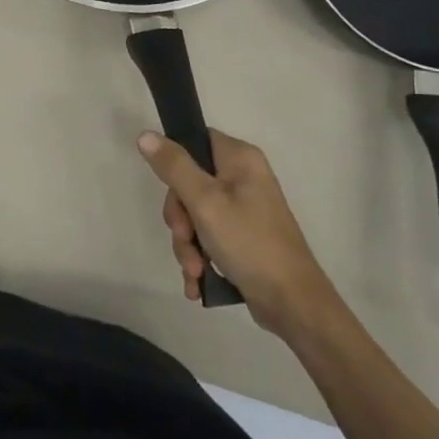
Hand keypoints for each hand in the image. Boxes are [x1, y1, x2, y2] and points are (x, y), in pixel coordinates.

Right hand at [138, 128, 338, 337]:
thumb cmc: (249, 243)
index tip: (173, 193)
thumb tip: (145, 135)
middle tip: (185, 238)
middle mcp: (243, 177)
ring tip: (194, 270)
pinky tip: (197, 280)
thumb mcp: (204, 202)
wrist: (292, 304)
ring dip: (187, 244)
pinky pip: (207, 235)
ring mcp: (243, 208)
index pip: (194, 141)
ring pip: (194, 213)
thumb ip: (174, 166)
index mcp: (240, 159)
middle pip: (189, 182)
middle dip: (180, 218)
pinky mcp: (242, 236)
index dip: (175, 164)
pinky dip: (199, 256)